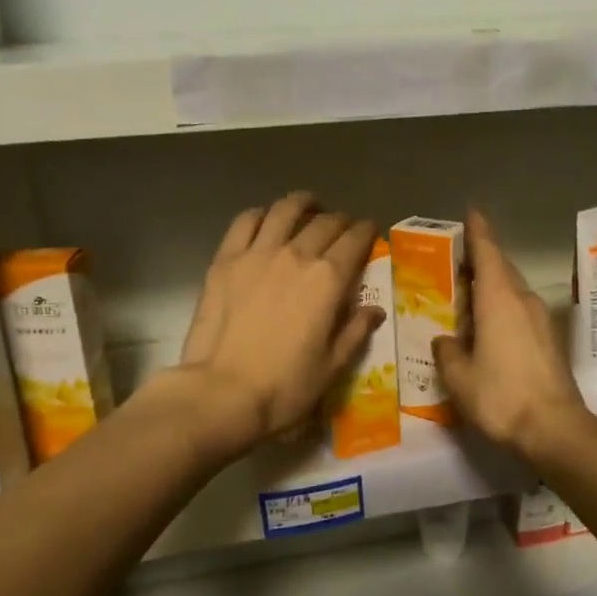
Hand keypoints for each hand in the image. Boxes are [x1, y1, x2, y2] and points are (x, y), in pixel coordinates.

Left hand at [172, 192, 383, 458]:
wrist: (223, 392)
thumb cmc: (285, 386)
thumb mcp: (332, 366)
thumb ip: (355, 331)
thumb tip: (374, 310)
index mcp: (328, 279)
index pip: (355, 240)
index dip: (367, 231)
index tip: (370, 231)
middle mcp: (296, 255)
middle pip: (325, 223)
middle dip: (340, 221)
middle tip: (342, 228)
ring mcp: (257, 253)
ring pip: (284, 210)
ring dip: (302, 203)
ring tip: (308, 205)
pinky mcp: (225, 260)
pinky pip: (245, 222)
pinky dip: (261, 214)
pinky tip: (265, 219)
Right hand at [433, 210, 589, 460]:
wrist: (555, 428)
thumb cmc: (502, 396)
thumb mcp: (460, 377)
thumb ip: (447, 351)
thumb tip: (446, 341)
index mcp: (499, 300)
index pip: (488, 253)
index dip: (478, 231)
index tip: (471, 212)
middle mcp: (523, 301)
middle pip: (501, 269)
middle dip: (481, 260)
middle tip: (456, 260)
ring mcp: (540, 320)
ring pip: (512, 291)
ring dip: (491, 287)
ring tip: (466, 295)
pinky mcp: (549, 340)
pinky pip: (520, 311)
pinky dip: (501, 308)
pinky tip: (486, 327)